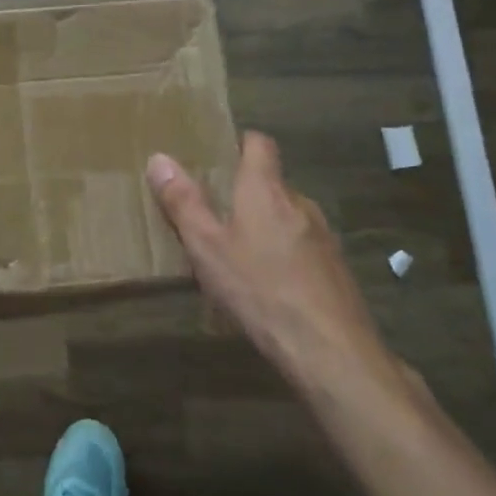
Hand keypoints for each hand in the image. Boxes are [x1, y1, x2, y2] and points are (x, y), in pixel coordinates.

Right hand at [147, 133, 401, 395]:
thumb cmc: (260, 289)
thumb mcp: (207, 247)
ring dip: (265, 227)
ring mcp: (323, 238)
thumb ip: (183, 202)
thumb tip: (159, 158)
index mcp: (266, 190)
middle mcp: (300, 203)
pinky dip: (284, 255)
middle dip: (245, 192)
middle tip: (214, 213)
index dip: (240, 142)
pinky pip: (302, 248)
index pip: (259, 144)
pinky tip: (267, 287)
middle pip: (271, 183)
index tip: (217, 154)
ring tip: (237, 254)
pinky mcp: (336, 270)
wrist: (332, 352)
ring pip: (287, 217)